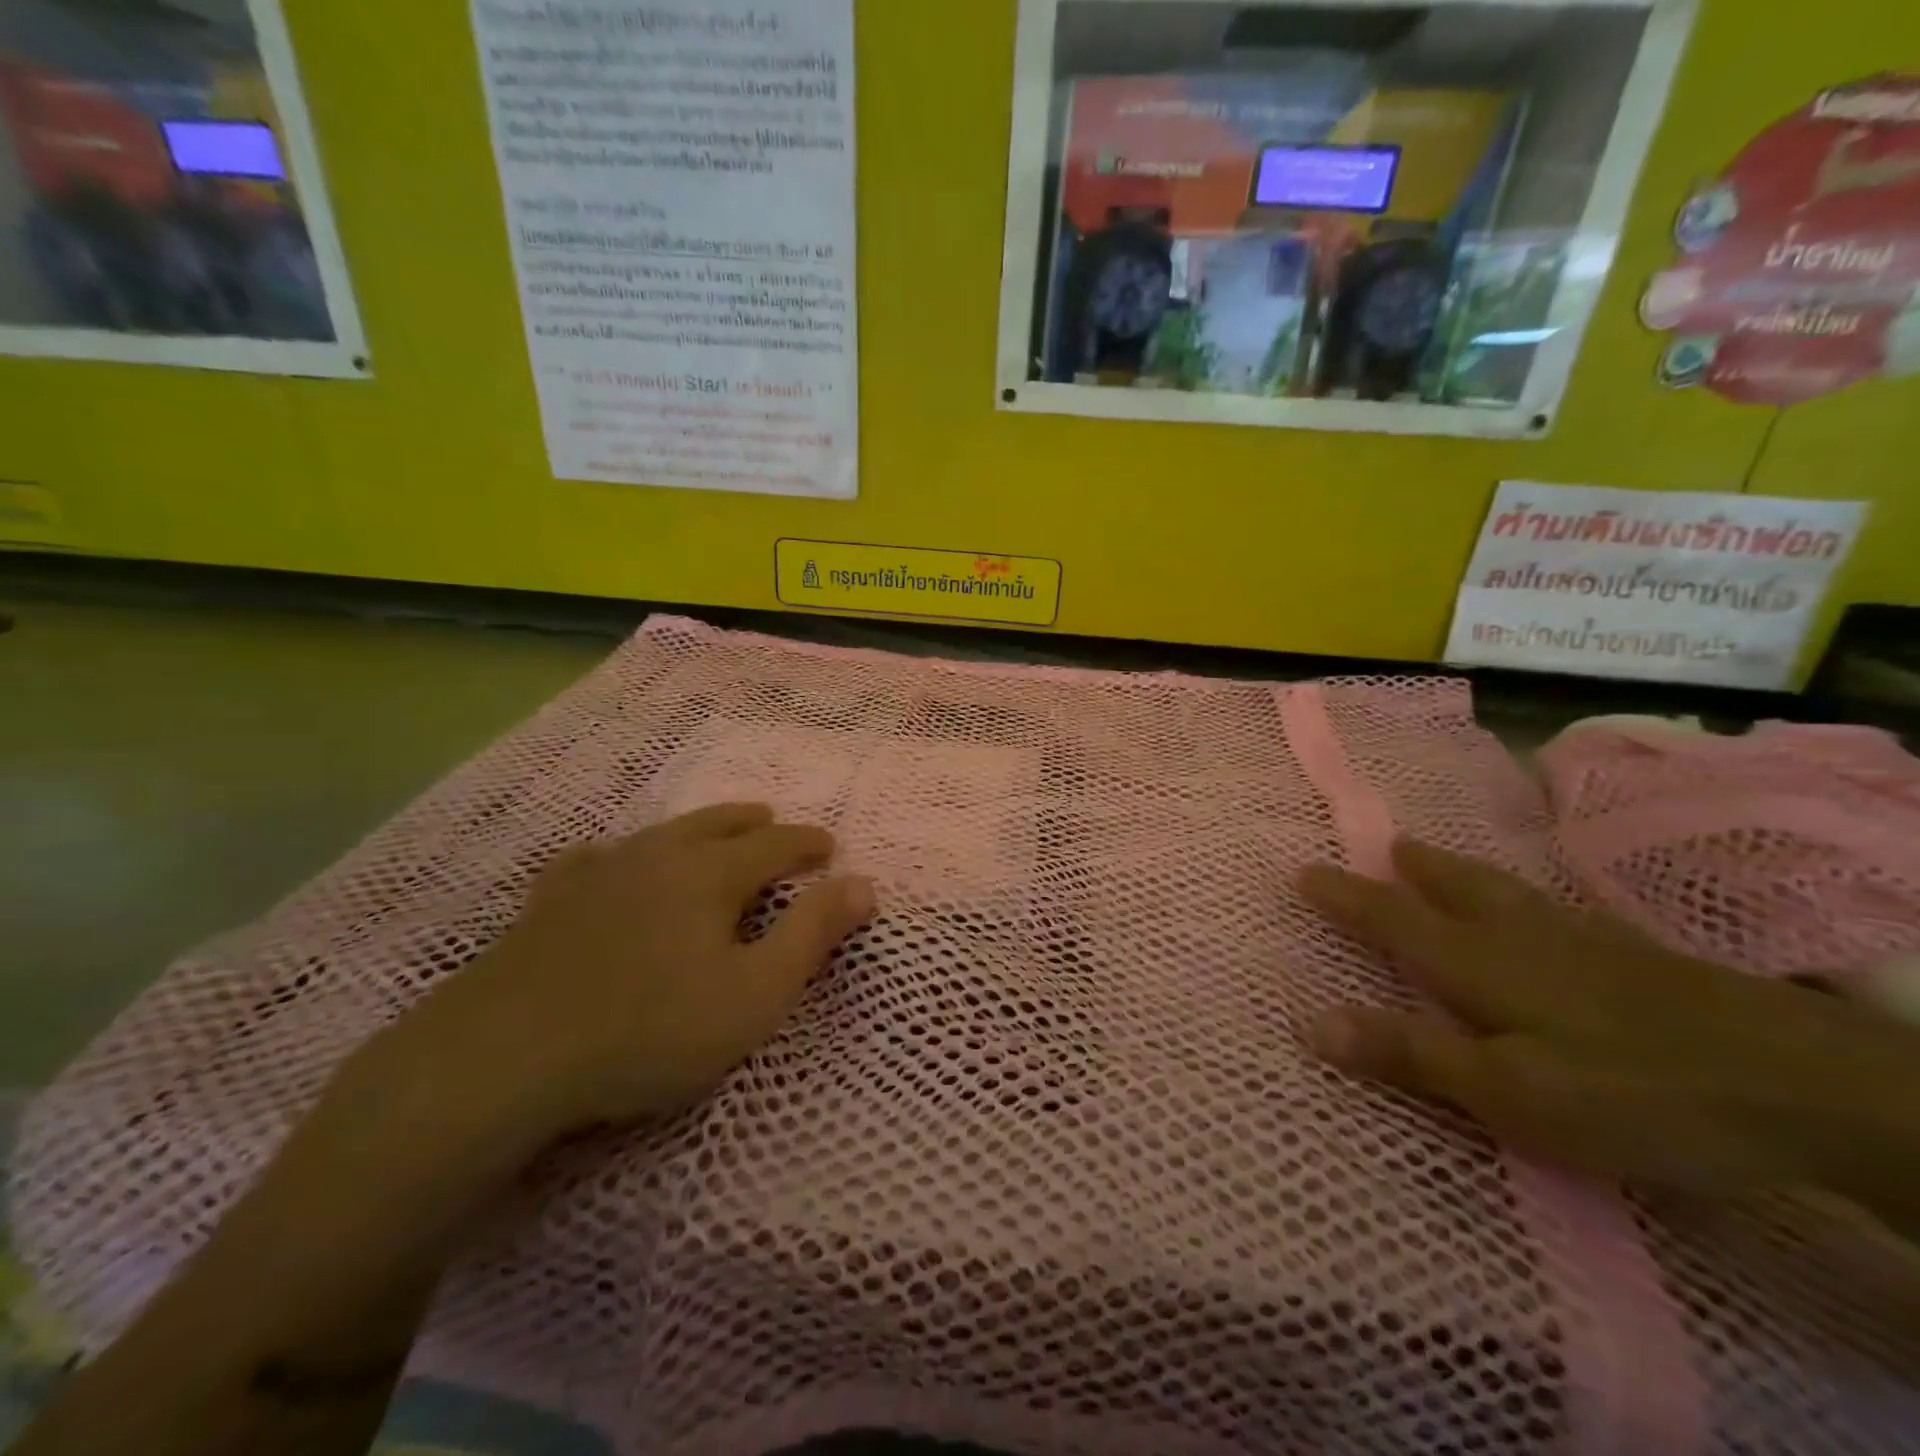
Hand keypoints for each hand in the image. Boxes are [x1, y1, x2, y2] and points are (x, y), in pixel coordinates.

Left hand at [382, 804, 874, 1146]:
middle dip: (753, 823)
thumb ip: (812, 934)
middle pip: (716, 825)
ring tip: (712, 830)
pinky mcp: (549, 903)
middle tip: (773, 821)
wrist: (504, 1056)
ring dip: (696, 828)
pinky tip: (608, 861)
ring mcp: (597, 875)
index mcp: (710, 875)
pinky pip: (592, 860)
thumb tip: (863, 883)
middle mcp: (657, 857)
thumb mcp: (754, 994)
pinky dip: (617, 855)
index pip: (774, 845)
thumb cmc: (650, 1030)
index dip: (806, 844)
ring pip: (659, 834)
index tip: (829, 846)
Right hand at [1299, 841, 1919, 1202]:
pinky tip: (1545, 914)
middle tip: (1388, 844)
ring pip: (1507, 894)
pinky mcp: (1641, 961)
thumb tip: (1309, 1021)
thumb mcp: (1506, 1090)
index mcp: (1478, 963)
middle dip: (1414, 870)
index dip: (1345, 897)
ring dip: (1463, 874)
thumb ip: (1409, 1052)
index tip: (1303, 870)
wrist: (1806, 1084)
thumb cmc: (1631, 1091)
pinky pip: (1555, 911)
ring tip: (1441, 860)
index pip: (1393, 920)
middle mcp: (1522, 938)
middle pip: (1455, 890)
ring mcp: (1587, 944)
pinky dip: (1524, 898)